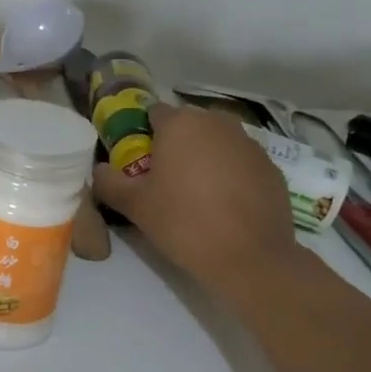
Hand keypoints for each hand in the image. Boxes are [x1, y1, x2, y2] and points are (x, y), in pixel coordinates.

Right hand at [92, 103, 301, 290]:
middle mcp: (217, 124)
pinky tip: (224, 205)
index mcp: (180, 124)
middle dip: (175, 144)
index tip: (138, 160)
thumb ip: (108, 181)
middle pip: (188, 125)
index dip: (143, 133)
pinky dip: (230, 174)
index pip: (153, 113)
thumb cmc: (183, 222)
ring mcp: (249, 144)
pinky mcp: (272, 168)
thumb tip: (99, 169)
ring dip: (204, 157)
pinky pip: (240, 162)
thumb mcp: (133, 205)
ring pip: (216, 142)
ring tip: (195, 192)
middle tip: (164, 178)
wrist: (250, 258)